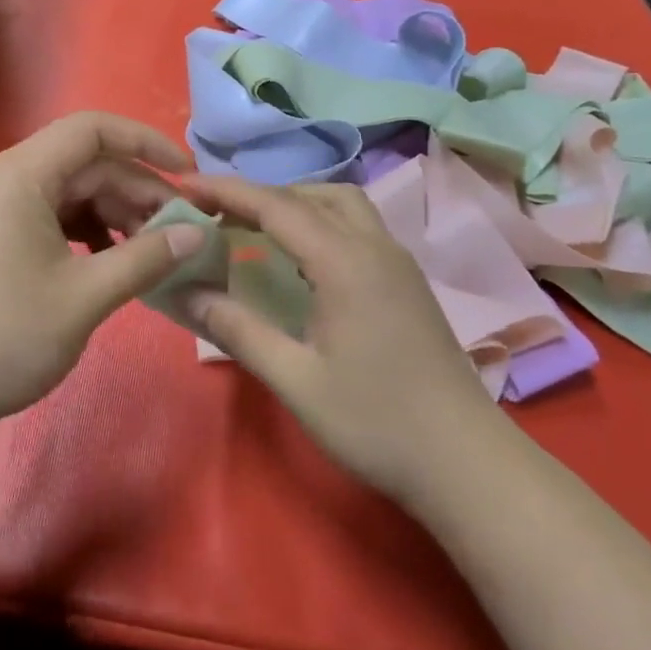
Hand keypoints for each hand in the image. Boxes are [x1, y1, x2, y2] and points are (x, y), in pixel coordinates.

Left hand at [0, 113, 208, 428]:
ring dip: (114, 214)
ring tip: (149, 252)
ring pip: (69, 191)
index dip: (146, 142)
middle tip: (178, 231)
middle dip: (136, 190)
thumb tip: (198, 235)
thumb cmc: (6, 335)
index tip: (188, 175)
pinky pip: (50, 215)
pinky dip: (86, 231)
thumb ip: (146, 258)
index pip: (92, 129)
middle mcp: (4, 178)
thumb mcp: (86, 296)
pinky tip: (109, 262)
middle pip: (84, 163)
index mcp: (21, 174)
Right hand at [181, 177, 508, 506]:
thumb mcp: (295, 379)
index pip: (276, 206)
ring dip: (293, 203)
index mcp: (344, 262)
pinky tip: (298, 258)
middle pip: (310, 194)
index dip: (226, 191)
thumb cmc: (376, 423)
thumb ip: (236, 329)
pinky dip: (317, 221)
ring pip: (340, 204)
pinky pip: (356, 225)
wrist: (467, 463)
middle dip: (258, 194)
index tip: (183, 186)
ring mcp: (396, 261)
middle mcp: (374, 247)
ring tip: (253, 228)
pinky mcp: (406, 280)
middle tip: (214, 215)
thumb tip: (184, 292)